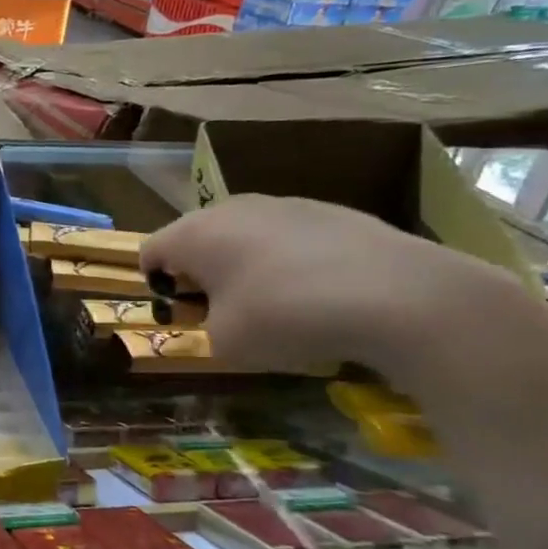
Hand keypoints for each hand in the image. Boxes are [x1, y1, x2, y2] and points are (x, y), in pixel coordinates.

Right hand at [138, 194, 522, 378]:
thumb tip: (223, 315)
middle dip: (200, 273)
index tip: (181, 315)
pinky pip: (289, 238)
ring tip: (276, 305)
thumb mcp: (225, 343)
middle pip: (196, 238)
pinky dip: (289, 263)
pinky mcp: (331, 212)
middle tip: (222, 312)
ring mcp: (285, 205)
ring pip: (244, 235)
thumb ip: (206, 326)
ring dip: (245, 266)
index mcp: (195, 233)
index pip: (149, 251)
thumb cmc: (286, 318)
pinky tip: (319, 295)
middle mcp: (232, 208)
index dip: (155, 284)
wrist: (398, 297)